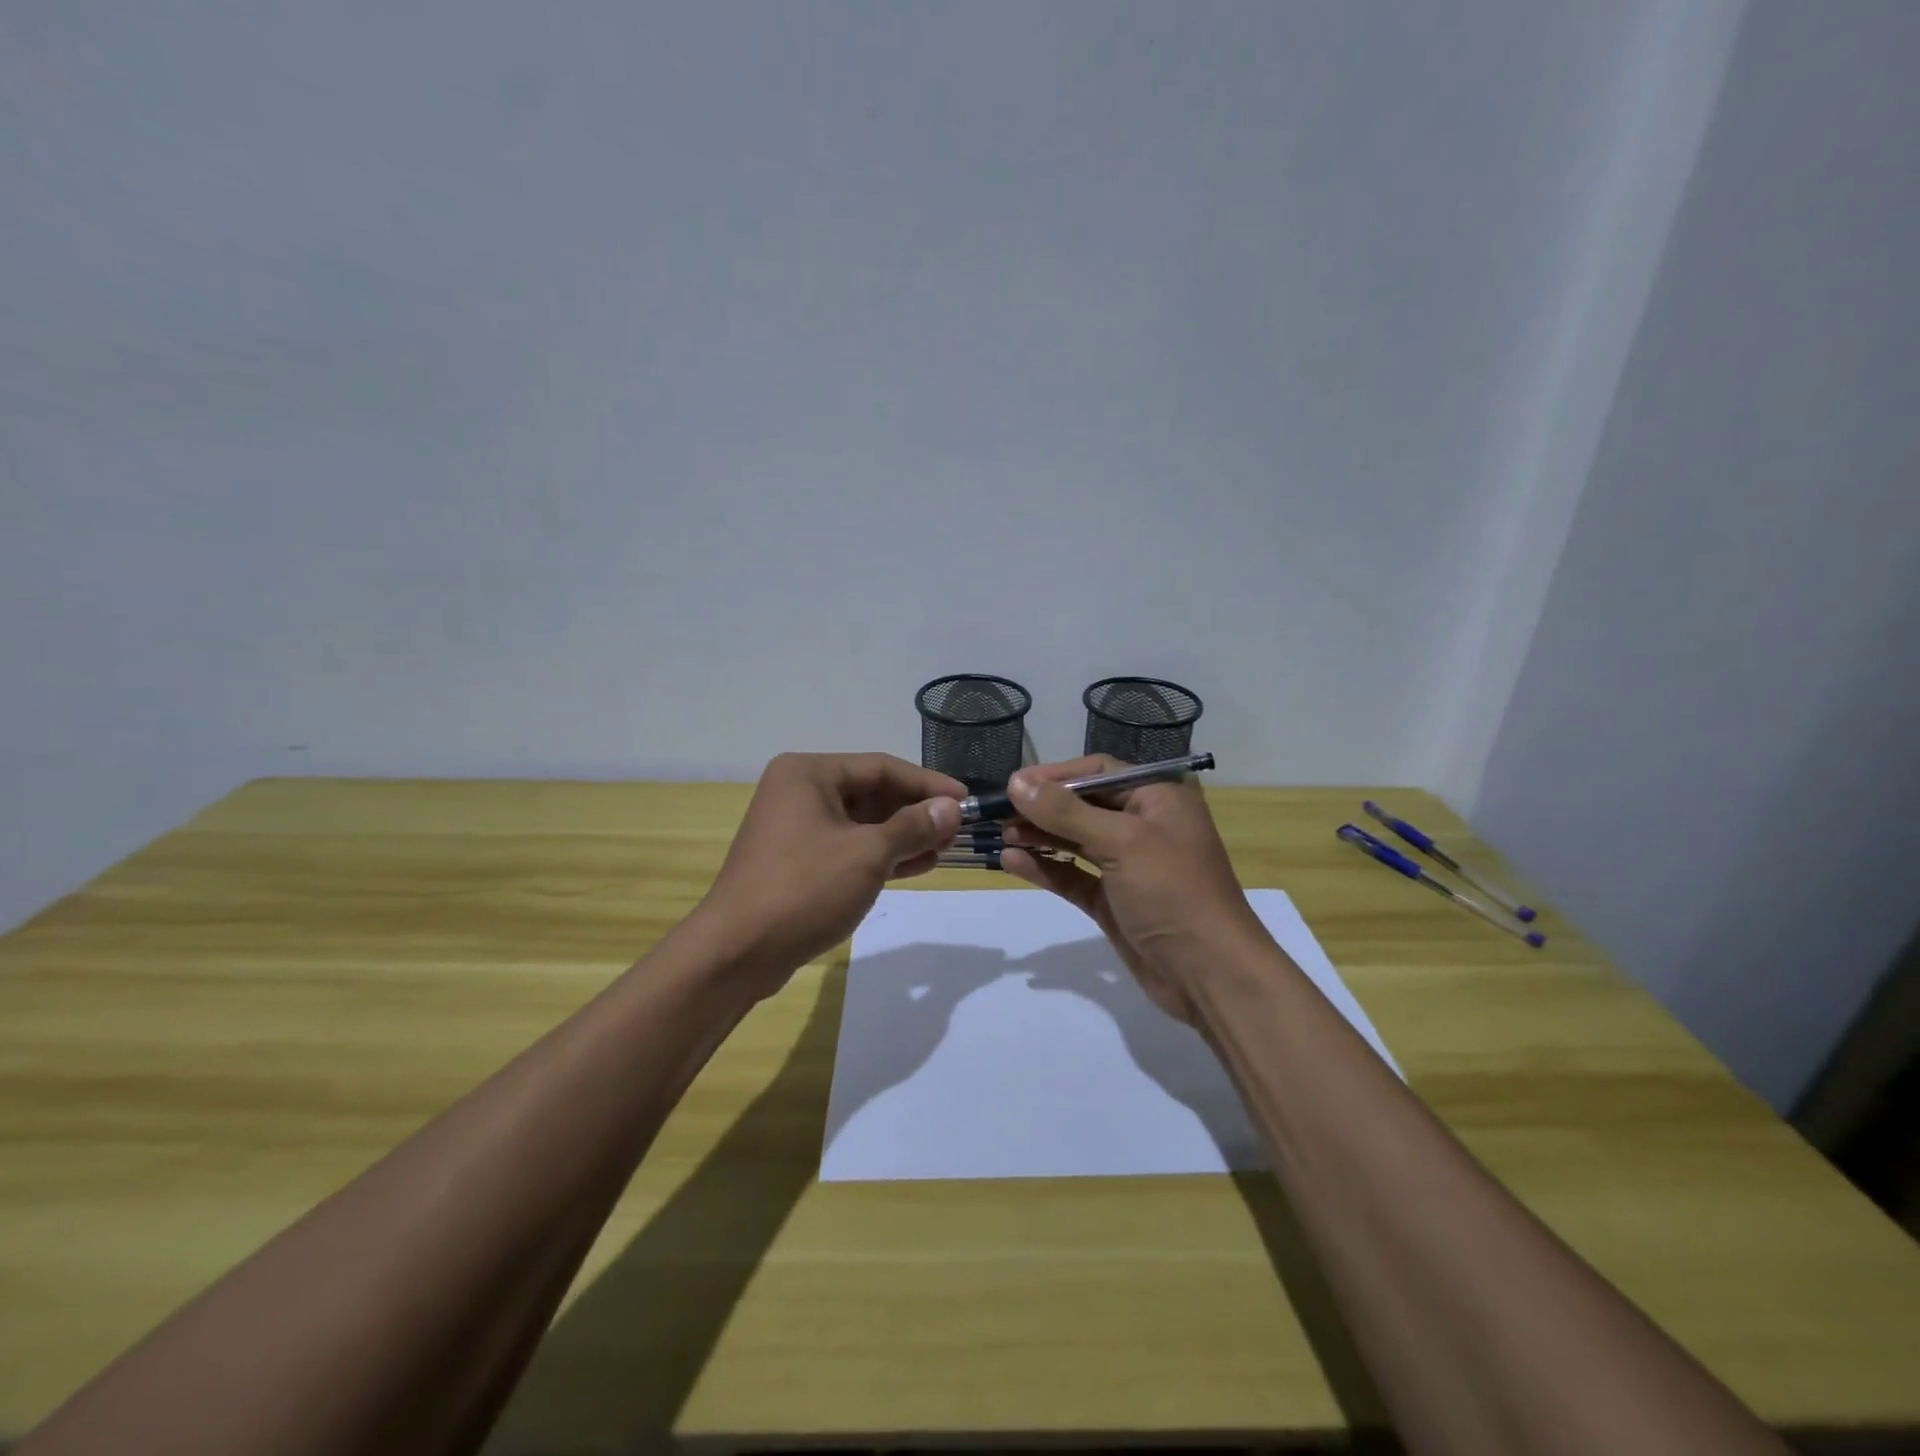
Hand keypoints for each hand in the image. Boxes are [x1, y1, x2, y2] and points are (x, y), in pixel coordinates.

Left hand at [694, 752, 963, 991]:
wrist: (737, 953)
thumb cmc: (804, 889)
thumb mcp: (868, 854)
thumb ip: (913, 826)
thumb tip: (951, 808)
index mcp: (809, 774)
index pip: (881, 767)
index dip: (928, 783)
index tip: (966, 800)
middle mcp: (800, 791)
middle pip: (872, 793)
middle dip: (916, 812)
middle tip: (957, 830)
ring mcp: (796, 828)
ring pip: (862, 823)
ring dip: (903, 835)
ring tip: (944, 849)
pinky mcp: (798, 861)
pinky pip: (849, 847)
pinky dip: (881, 855)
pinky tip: (917, 865)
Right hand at [998, 755, 1268, 1024]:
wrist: (1210, 975)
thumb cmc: (1172, 892)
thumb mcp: (1121, 841)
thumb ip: (1066, 811)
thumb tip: (1017, 782)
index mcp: (1157, 799)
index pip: (1099, 771)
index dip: (1056, 775)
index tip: (1014, 784)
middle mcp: (1143, 826)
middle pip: (1083, 805)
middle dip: (1042, 807)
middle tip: (997, 812)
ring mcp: (1127, 866)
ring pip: (1075, 841)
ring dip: (1039, 836)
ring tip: (1000, 835)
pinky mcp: (1113, 901)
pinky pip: (1073, 876)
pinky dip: (1045, 868)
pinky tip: (1012, 861)